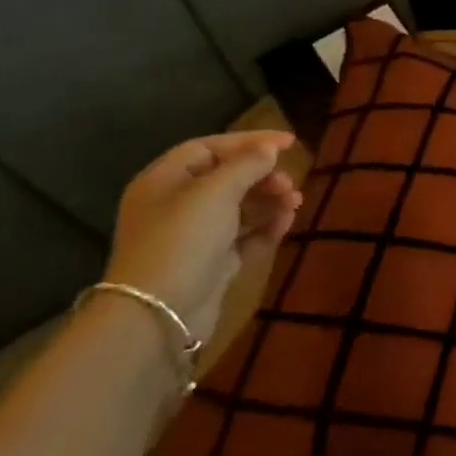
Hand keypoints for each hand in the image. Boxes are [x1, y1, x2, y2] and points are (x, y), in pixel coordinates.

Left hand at [104, 131, 301, 342]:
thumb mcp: (217, 191)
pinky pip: (244, 236)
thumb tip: (269, 148)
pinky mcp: (211, 263)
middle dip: (261, 176)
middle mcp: (175, 205)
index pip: (208, 148)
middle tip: (289, 182)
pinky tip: (287, 221)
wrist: (159, 314)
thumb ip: (247, 164)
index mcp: (164, 181)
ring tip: (295, 202)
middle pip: (225, 178)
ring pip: (238, 207)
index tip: (288, 143)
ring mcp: (193, 237)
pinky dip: (266, 226)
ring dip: (269, 200)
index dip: (248, 142)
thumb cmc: (183, 239)